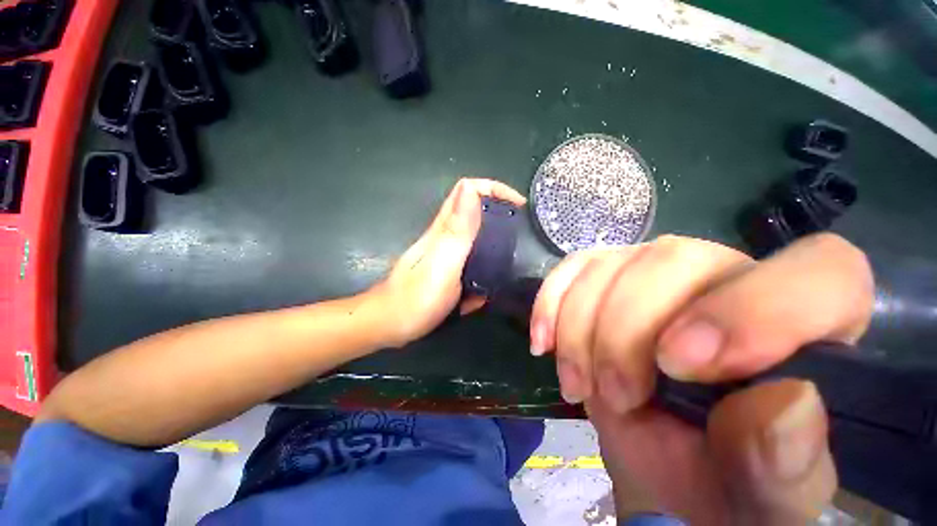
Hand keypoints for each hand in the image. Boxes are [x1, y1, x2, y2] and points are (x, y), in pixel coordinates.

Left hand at [373, 178, 525, 346]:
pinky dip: (482, 271)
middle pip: (475, 211)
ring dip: (495, 245)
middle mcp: (446, 236)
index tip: (519, 205)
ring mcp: (446, 254)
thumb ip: (458, 231)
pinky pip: (471, 263)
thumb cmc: (415, 299)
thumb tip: (470, 190)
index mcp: (444, 228)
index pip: (468, 190)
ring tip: (512, 263)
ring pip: (476, 238)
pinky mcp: (447, 271)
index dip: (494, 189)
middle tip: (521, 233)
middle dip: (500, 215)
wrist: (389, 326)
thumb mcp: (442, 264)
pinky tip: (486, 290)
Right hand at [529, 234, 873, 523]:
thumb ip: (783, 463)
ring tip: (579, 385)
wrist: (664, 458)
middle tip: (615, 395)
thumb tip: (786, 405)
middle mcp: (727, 278)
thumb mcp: (760, 496)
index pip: (821, 273)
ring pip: (611, 265)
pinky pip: (572, 269)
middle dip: (627, 332)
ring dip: (581, 329)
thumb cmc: (721, 480)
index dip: (756, 308)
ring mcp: (654, 269)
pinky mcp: (604, 274)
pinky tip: (544, 342)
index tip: (681, 365)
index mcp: (805, 328)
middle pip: (674, 261)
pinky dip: (550, 303)